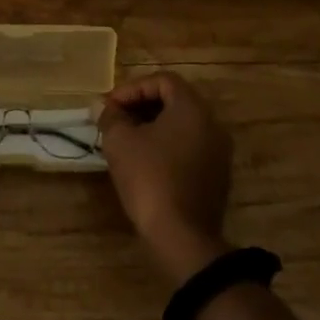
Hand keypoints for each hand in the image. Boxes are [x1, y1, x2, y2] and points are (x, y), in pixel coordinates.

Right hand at [98, 72, 233, 283]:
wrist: (182, 239)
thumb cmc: (150, 179)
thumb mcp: (120, 142)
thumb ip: (110, 116)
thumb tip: (101, 105)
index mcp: (192, 108)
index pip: (162, 80)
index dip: (132, 88)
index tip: (110, 106)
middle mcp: (212, 124)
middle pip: (174, 101)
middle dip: (141, 106)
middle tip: (116, 119)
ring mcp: (218, 153)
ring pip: (182, 126)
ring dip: (153, 126)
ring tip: (126, 139)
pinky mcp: (217, 178)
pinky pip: (189, 148)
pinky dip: (167, 146)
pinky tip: (145, 162)